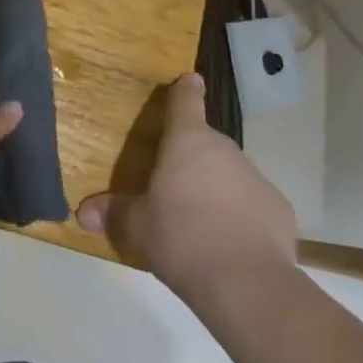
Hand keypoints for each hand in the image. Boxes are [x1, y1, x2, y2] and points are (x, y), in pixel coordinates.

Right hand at [77, 73, 299, 296]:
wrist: (246, 283)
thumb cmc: (181, 238)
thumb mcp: (137, 227)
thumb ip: (113, 214)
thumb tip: (83, 213)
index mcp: (187, 141)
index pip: (186, 100)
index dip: (185, 89)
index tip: (190, 80)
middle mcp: (223, 149)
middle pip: (206, 143)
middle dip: (193, 159)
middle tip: (176, 185)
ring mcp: (256, 177)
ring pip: (231, 174)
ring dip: (218, 188)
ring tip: (202, 223)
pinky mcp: (279, 209)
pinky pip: (254, 205)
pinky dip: (243, 217)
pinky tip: (232, 245)